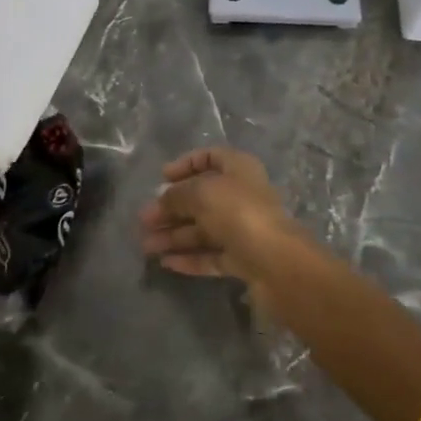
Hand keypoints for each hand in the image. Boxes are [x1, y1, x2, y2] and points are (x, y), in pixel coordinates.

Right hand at [140, 146, 297, 282]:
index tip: (162, 177)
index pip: (210, 157)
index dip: (185, 164)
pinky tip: (165, 263)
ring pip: (203, 229)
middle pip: (201, 197)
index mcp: (238, 169)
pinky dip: (189, 257)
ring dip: (173, 235)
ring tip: (146, 246)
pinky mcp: (243, 260)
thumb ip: (176, 195)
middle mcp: (242, 195)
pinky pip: (211, 255)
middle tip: (143, 219)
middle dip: (171, 208)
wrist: (277, 263)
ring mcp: (243, 229)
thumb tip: (161, 200)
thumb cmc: (238, 212)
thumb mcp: (200, 193)